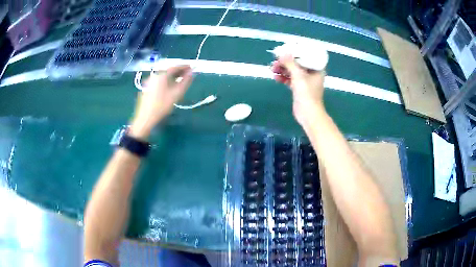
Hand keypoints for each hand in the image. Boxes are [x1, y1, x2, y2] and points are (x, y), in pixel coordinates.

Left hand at [130, 66, 192, 139]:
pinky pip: (159, 80)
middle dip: (178, 71)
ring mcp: (149, 82)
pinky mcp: (146, 88)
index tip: (192, 67)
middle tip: (187, 73)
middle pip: (168, 70)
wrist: (145, 118)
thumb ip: (185, 82)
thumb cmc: (162, 106)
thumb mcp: (176, 94)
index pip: (175, 67)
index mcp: (161, 75)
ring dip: (172, 76)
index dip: (184, 66)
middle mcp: (154, 75)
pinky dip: (166, 80)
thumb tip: (192, 73)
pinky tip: (169, 86)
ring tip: (180, 79)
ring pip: (163, 76)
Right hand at [272, 54, 325, 125]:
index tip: (285, 50)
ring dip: (283, 69)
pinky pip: (290, 79)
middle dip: (286, 61)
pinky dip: (283, 78)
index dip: (295, 52)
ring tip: (273, 69)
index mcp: (316, 69)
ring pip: (292, 71)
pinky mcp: (299, 88)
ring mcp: (305, 81)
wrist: (308, 114)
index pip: (306, 55)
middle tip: (276, 61)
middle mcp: (311, 73)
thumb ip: (290, 63)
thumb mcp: (298, 75)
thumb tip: (282, 52)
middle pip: (297, 63)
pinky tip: (276, 77)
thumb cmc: (307, 93)